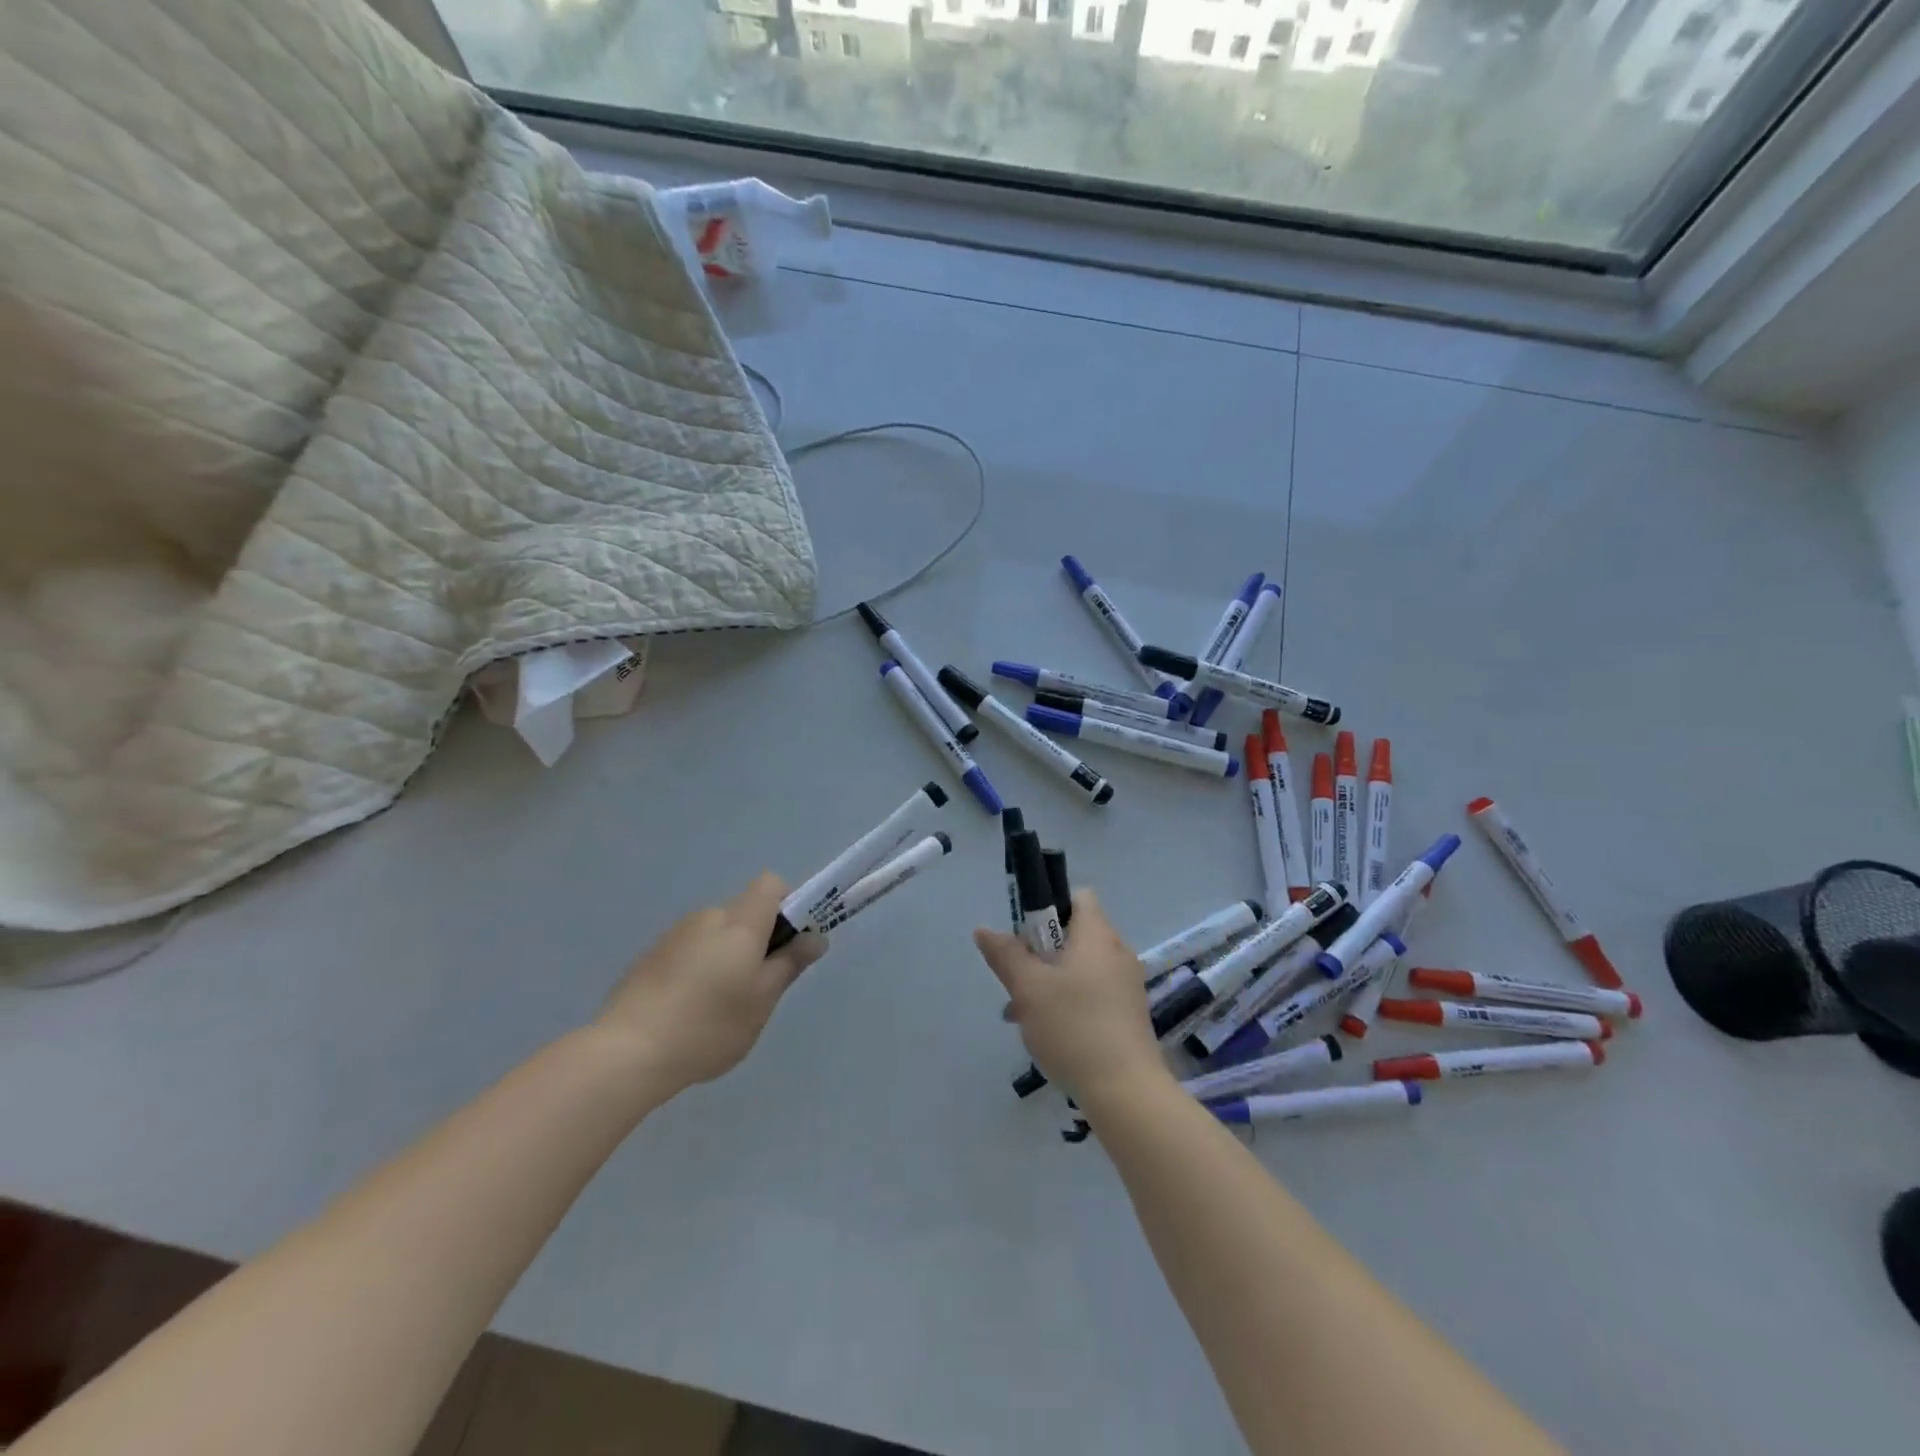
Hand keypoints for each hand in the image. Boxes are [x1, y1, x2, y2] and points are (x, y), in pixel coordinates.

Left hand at [594, 873, 826, 1095]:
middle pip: (744, 912)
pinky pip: (689, 950)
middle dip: (757, 940)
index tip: (788, 941)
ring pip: (715, 934)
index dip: (787, 904)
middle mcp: (707, 917)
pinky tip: (687, 1011)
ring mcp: (674, 935)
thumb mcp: (762, 1001)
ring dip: (726, 956)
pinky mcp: (650, 956)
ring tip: (718, 1008)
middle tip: (757, 987)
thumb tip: (816, 937)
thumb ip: (790, 963)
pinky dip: (698, 969)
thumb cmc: (709, 1025)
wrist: (627, 1052)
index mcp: (740, 923)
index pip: (771, 884)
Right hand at [973, 890, 1171, 1108]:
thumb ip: (1005, 955)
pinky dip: (1070, 1001)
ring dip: (1050, 981)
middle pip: (1074, 934)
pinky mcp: (1129, 1013)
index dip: (1048, 906)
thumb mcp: (1028, 988)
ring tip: (1022, 1013)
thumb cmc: (1073, 1026)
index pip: (1077, 896)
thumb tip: (984, 929)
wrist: (1126, 1091)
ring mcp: (1127, 983)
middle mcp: (1117, 951)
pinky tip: (1048, 1032)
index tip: (1025, 934)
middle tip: (1017, 980)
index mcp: (1097, 934)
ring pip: (1080, 967)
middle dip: (1041, 952)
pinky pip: (1093, 991)